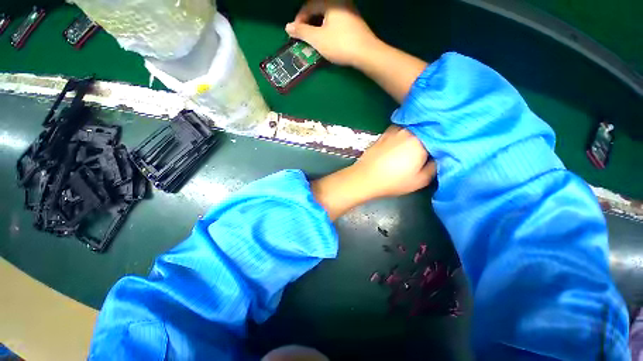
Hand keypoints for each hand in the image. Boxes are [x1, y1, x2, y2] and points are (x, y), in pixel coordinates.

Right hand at [285, 0, 378, 66]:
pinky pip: (336, 22)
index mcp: (330, 1)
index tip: (295, 33)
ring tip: (315, 40)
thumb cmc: (340, 44)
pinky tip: (328, 40)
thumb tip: (288, 27)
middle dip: (309, 23)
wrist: (365, 53)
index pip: (309, 6)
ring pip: (328, 17)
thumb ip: (302, 32)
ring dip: (318, 27)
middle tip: (304, 37)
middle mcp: (340, 2)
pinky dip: (328, 29)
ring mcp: (349, 11)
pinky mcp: (354, 22)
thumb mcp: (318, 39)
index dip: (299, 20)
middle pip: (318, 9)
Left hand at [311, 126, 434, 219]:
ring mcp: (394, 131)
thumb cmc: (393, 181)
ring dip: (418, 131)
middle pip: (426, 128)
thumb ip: (434, 167)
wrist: (365, 178)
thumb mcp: (420, 180)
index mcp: (421, 141)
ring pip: (413, 127)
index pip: (440, 135)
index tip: (448, 144)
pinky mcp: (384, 134)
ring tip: (420, 140)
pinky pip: (400, 129)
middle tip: (436, 142)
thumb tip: (439, 156)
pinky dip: (405, 132)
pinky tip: (403, 140)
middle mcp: (408, 131)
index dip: (445, 139)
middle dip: (433, 133)